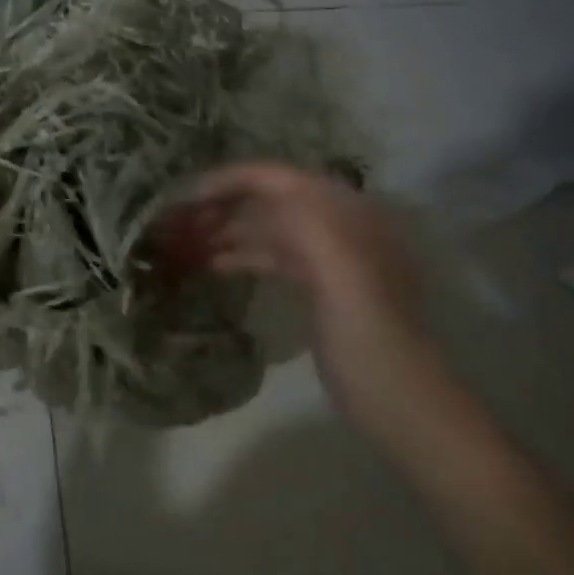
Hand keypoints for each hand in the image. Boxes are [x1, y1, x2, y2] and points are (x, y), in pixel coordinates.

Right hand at [152, 163, 440, 421]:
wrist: (396, 398)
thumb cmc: (364, 331)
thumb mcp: (337, 268)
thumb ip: (299, 220)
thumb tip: (255, 191)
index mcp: (344, 210)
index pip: (278, 176)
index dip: (231, 179)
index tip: (187, 195)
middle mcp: (335, 224)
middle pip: (269, 199)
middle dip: (224, 204)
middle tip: (178, 219)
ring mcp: (327, 258)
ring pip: (266, 228)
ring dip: (227, 230)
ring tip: (184, 241)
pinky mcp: (317, 289)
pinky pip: (272, 257)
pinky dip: (241, 255)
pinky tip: (210, 264)